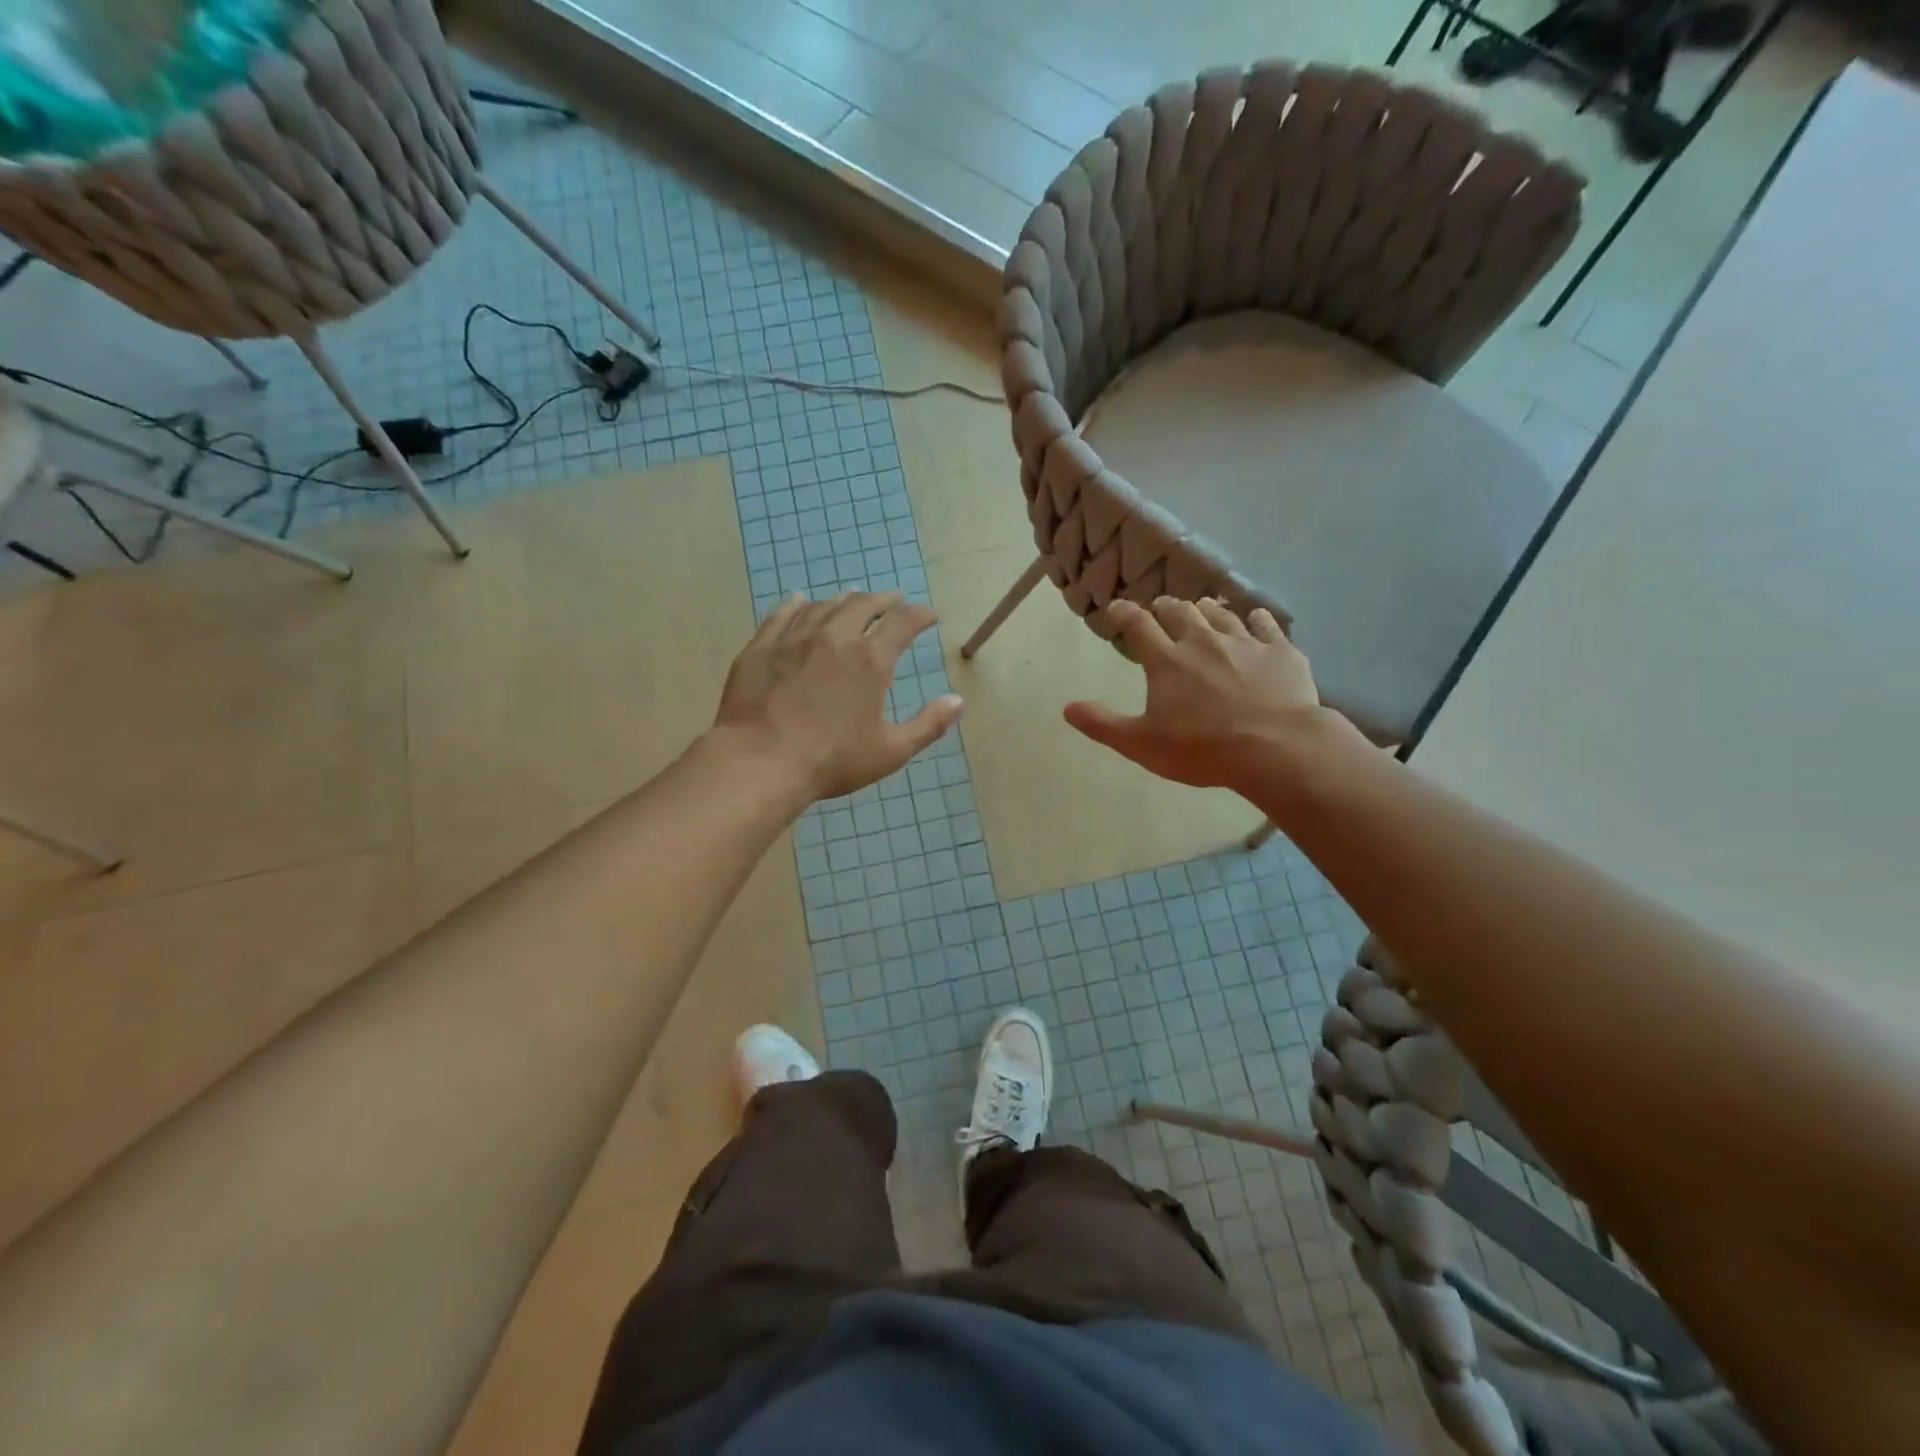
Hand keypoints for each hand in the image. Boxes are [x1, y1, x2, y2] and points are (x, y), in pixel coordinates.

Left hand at [714, 591, 962, 801]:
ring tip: (852, 598)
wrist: (760, 762)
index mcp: (871, 661)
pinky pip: (781, 615)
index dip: (920, 615)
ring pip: (824, 606)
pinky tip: (799, 601)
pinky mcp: (761, 648)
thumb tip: (958, 701)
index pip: (903, 623)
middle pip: (863, 605)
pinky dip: (796, 605)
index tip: (929, 615)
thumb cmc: (831, 760)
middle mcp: (835, 638)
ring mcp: (794, 639)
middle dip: (883, 600)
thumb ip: (928, 725)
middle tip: (892, 600)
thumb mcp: (890, 751)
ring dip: (844, 599)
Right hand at [1064, 597, 1329, 789]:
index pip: (1138, 625)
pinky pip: (1266, 625)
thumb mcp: (1142, 744)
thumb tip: (1067, 708)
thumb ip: (1103, 724)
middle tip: (1160, 610)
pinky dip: (1257, 619)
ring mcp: (1244, 642)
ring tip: (1202, 611)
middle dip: (1165, 607)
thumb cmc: (1203, 749)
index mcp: (1167, 661)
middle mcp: (1203, 641)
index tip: (1117, 609)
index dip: (1124, 613)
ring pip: (1220, 614)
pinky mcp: (1280, 651)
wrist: (1276, 748)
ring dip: (1206, 611)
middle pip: (1180, 611)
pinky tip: (1255, 618)